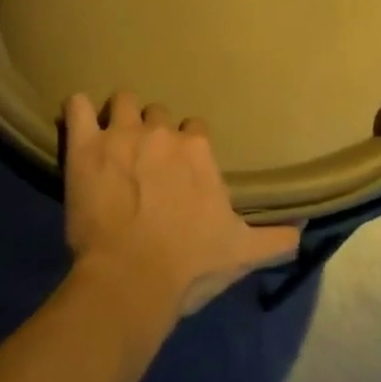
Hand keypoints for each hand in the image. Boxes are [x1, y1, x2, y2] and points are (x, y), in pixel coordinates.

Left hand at [62, 92, 301, 316]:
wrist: (132, 280)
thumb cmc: (189, 265)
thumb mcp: (242, 253)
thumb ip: (276, 238)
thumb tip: (304, 231)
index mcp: (197, 150)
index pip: (194, 128)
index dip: (186, 145)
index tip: (179, 168)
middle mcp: (162, 132)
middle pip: (158, 113)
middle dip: (152, 131)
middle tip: (143, 160)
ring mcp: (121, 134)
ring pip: (123, 101)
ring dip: (119, 116)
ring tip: (111, 139)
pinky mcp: (85, 146)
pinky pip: (76, 107)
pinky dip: (76, 111)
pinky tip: (77, 122)